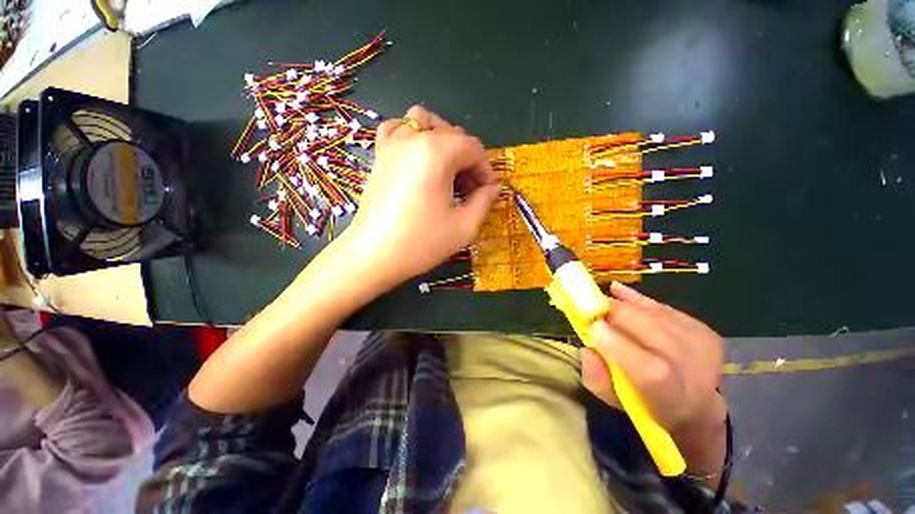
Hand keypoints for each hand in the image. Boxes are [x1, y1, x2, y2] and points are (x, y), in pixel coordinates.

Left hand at [343, 105, 498, 282]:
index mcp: (437, 153)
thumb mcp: (464, 227)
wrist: (374, 255)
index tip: (487, 193)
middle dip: (468, 161)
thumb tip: (493, 189)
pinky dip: (412, 135)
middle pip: (453, 135)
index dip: (485, 170)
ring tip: (446, 170)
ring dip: (443, 141)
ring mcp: (392, 144)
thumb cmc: (421, 242)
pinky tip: (418, 157)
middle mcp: (414, 139)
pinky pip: (397, 128)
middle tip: (468, 191)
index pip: (473, 148)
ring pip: (425, 123)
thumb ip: (484, 202)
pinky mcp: (379, 156)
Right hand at [581, 282, 726, 435]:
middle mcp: (692, 370)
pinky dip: (638, 300)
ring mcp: (700, 345)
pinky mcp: (703, 329)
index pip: (649, 369)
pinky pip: (662, 306)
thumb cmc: (648, 404)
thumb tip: (587, 349)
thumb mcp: (615, 401)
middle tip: (597, 314)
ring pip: (653, 313)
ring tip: (608, 308)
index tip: (593, 327)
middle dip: (615, 314)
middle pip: (649, 328)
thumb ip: (596, 377)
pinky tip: (622, 297)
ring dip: (624, 306)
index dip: (617, 344)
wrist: (699, 406)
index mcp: (670, 399)